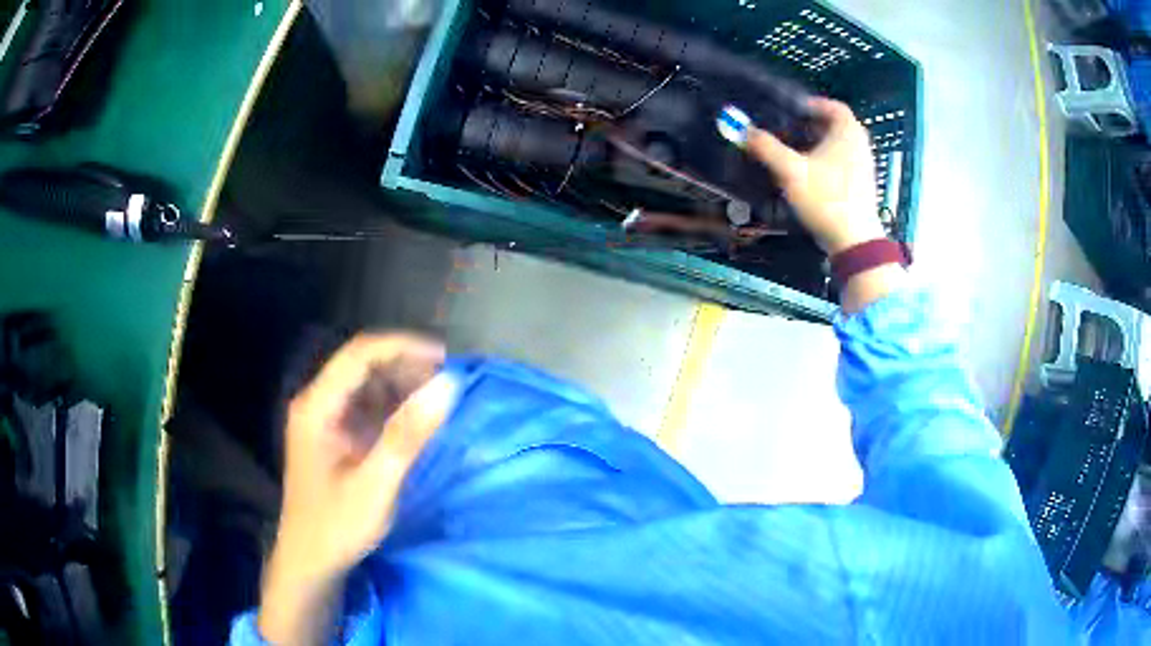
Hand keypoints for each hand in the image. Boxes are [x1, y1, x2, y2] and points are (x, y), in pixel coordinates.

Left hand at [258, 333, 456, 644]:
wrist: (310, 561)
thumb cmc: (337, 525)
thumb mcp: (376, 483)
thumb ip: (409, 434)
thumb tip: (447, 385)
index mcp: (317, 407)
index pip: (359, 354)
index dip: (403, 347)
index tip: (444, 358)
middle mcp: (316, 403)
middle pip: (361, 365)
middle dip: (404, 366)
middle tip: (446, 382)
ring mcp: (323, 419)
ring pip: (365, 384)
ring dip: (400, 385)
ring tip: (436, 398)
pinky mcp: (333, 435)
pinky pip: (365, 407)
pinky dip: (392, 407)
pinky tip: (414, 421)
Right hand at [747, 98, 885, 253]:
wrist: (854, 242)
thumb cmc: (827, 199)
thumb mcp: (791, 171)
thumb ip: (766, 147)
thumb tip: (740, 129)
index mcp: (848, 132)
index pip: (833, 106)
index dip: (812, 105)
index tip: (792, 110)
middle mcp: (860, 145)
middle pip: (834, 126)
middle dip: (810, 126)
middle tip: (788, 131)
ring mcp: (864, 167)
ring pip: (838, 147)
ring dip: (817, 145)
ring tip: (793, 153)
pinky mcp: (861, 187)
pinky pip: (841, 164)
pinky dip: (825, 162)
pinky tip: (807, 175)